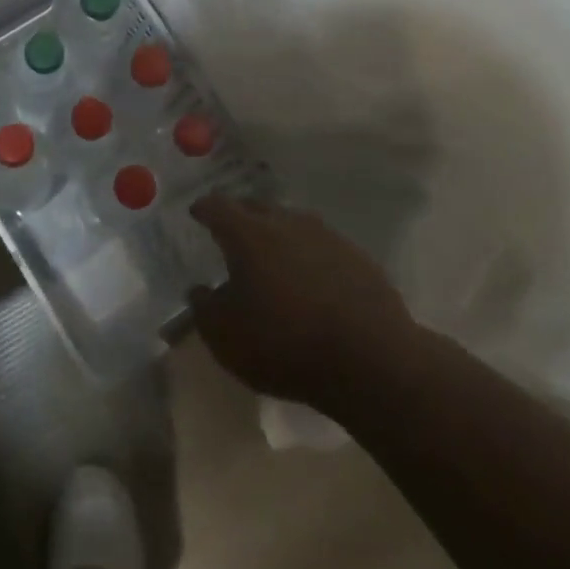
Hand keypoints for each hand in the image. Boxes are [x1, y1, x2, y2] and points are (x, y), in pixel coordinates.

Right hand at [189, 196, 416, 408]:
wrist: (372, 361)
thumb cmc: (284, 344)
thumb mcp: (225, 337)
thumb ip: (205, 309)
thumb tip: (201, 290)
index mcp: (248, 234)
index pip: (218, 207)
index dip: (204, 208)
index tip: (197, 212)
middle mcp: (287, 223)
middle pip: (257, 207)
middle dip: (241, 216)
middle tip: (232, 232)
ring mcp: (327, 237)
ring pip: (293, 224)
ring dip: (278, 235)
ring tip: (272, 257)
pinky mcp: (359, 259)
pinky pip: (323, 248)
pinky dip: (310, 257)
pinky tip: (312, 281)